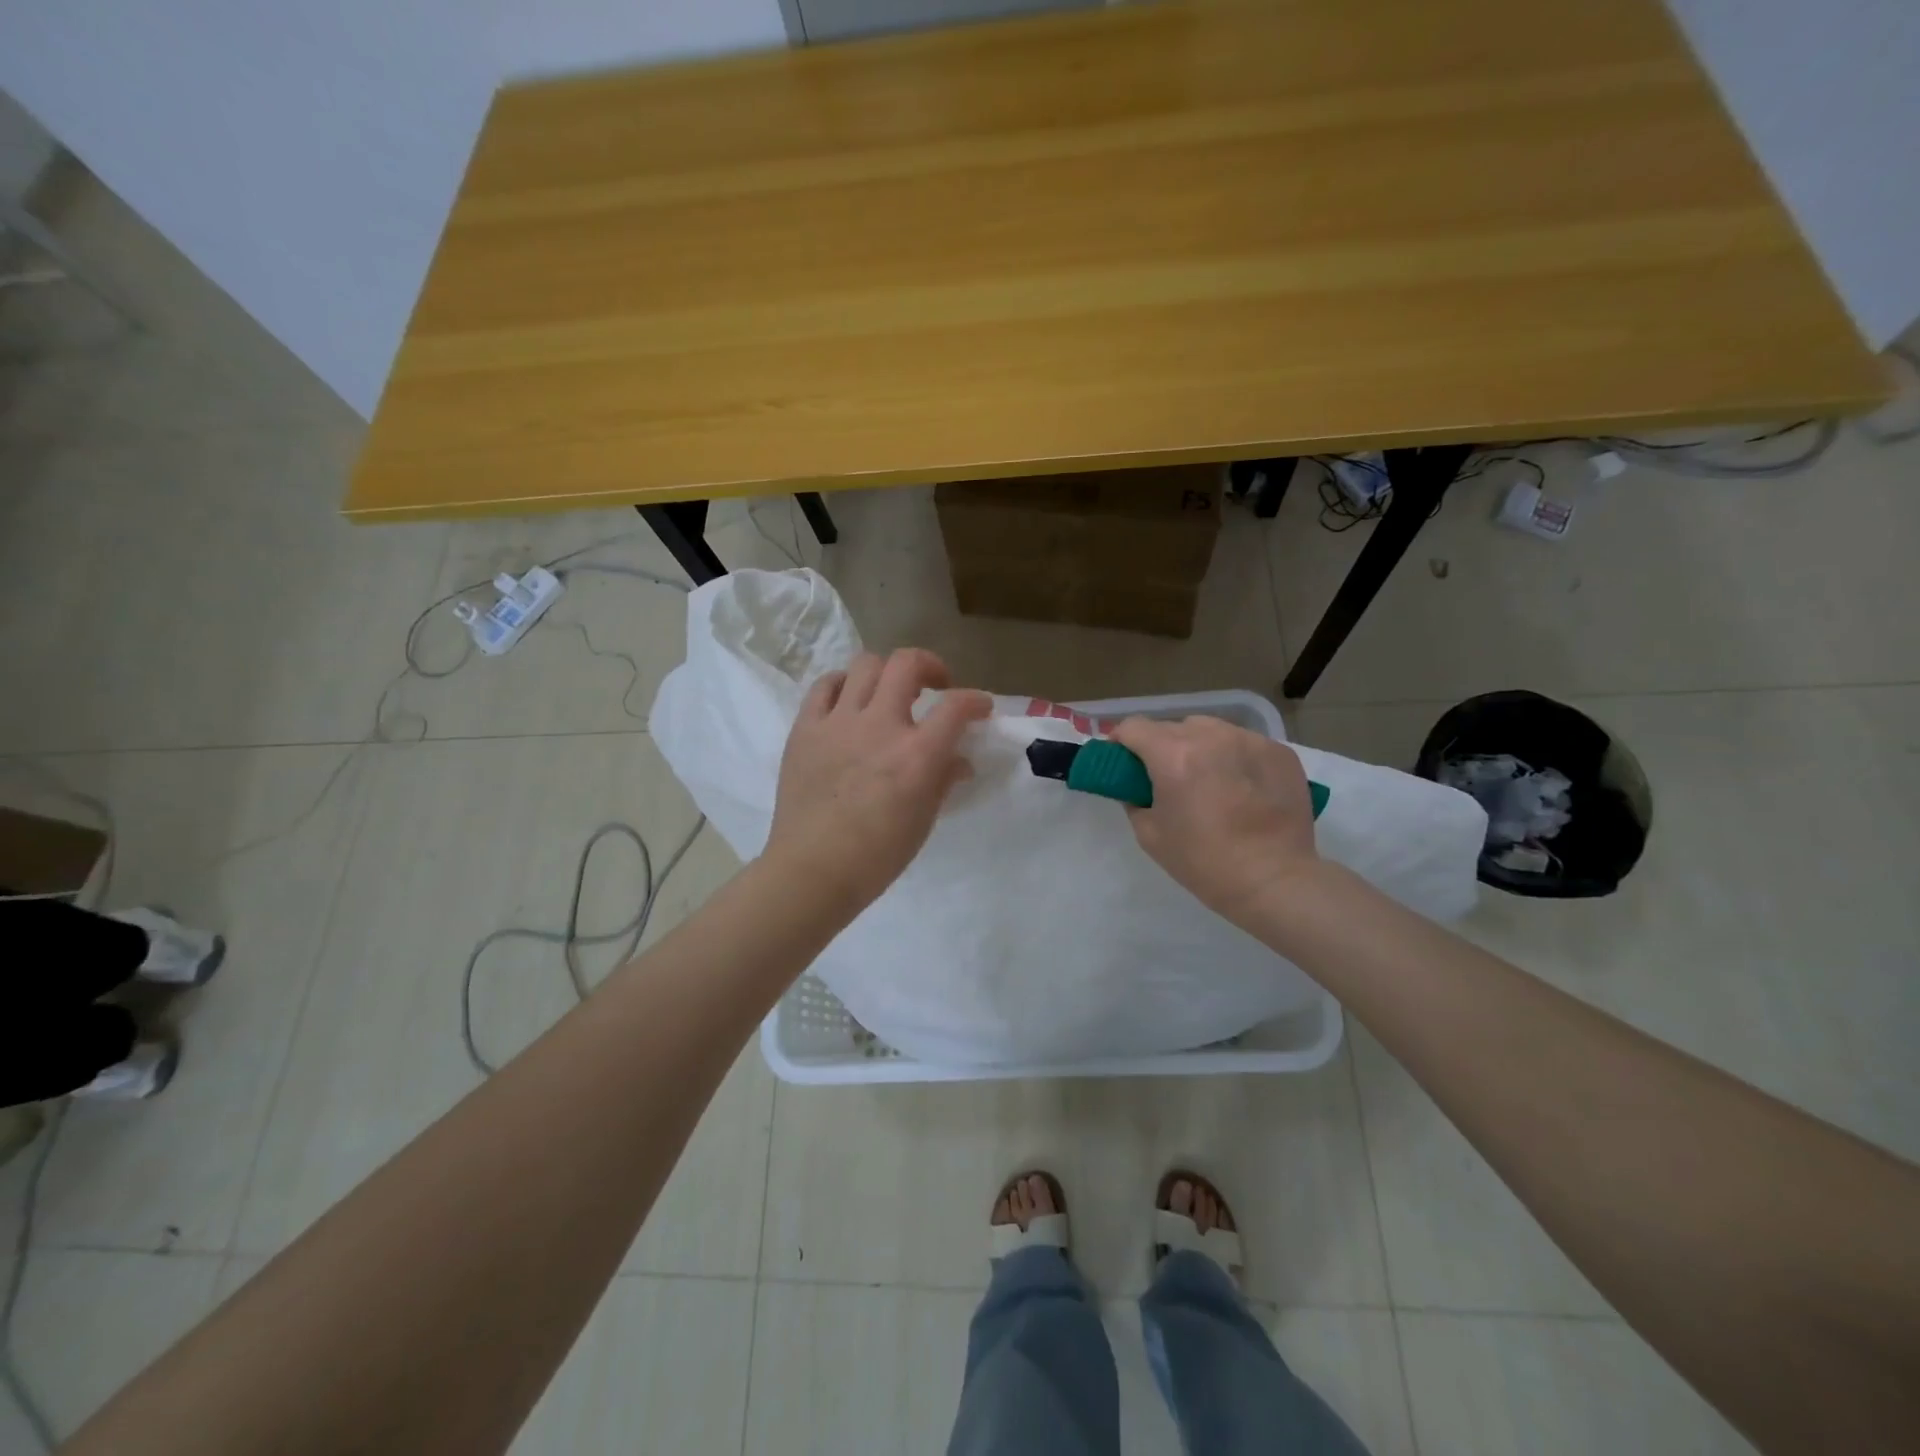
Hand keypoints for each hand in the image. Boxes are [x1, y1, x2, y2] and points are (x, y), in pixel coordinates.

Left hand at [767, 648, 992, 913]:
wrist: (812, 870)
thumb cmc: (877, 856)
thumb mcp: (923, 820)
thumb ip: (944, 780)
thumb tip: (958, 760)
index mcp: (916, 754)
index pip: (956, 706)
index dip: (975, 700)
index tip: (980, 707)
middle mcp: (879, 726)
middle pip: (906, 664)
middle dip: (929, 665)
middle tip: (934, 685)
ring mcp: (838, 723)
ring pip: (865, 665)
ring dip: (886, 672)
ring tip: (888, 692)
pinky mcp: (805, 728)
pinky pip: (824, 686)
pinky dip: (843, 684)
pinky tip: (849, 701)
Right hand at [1109, 715, 1320, 926]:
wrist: (1274, 881)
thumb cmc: (1204, 862)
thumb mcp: (1150, 835)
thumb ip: (1135, 800)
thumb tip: (1138, 787)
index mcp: (1173, 756)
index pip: (1134, 727)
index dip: (1121, 741)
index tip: (1123, 760)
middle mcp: (1211, 736)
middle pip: (1172, 726)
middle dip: (1161, 747)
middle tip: (1165, 777)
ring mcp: (1250, 740)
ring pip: (1210, 729)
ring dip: (1198, 746)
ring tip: (1207, 778)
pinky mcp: (1279, 751)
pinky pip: (1243, 743)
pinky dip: (1233, 757)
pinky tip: (1240, 786)